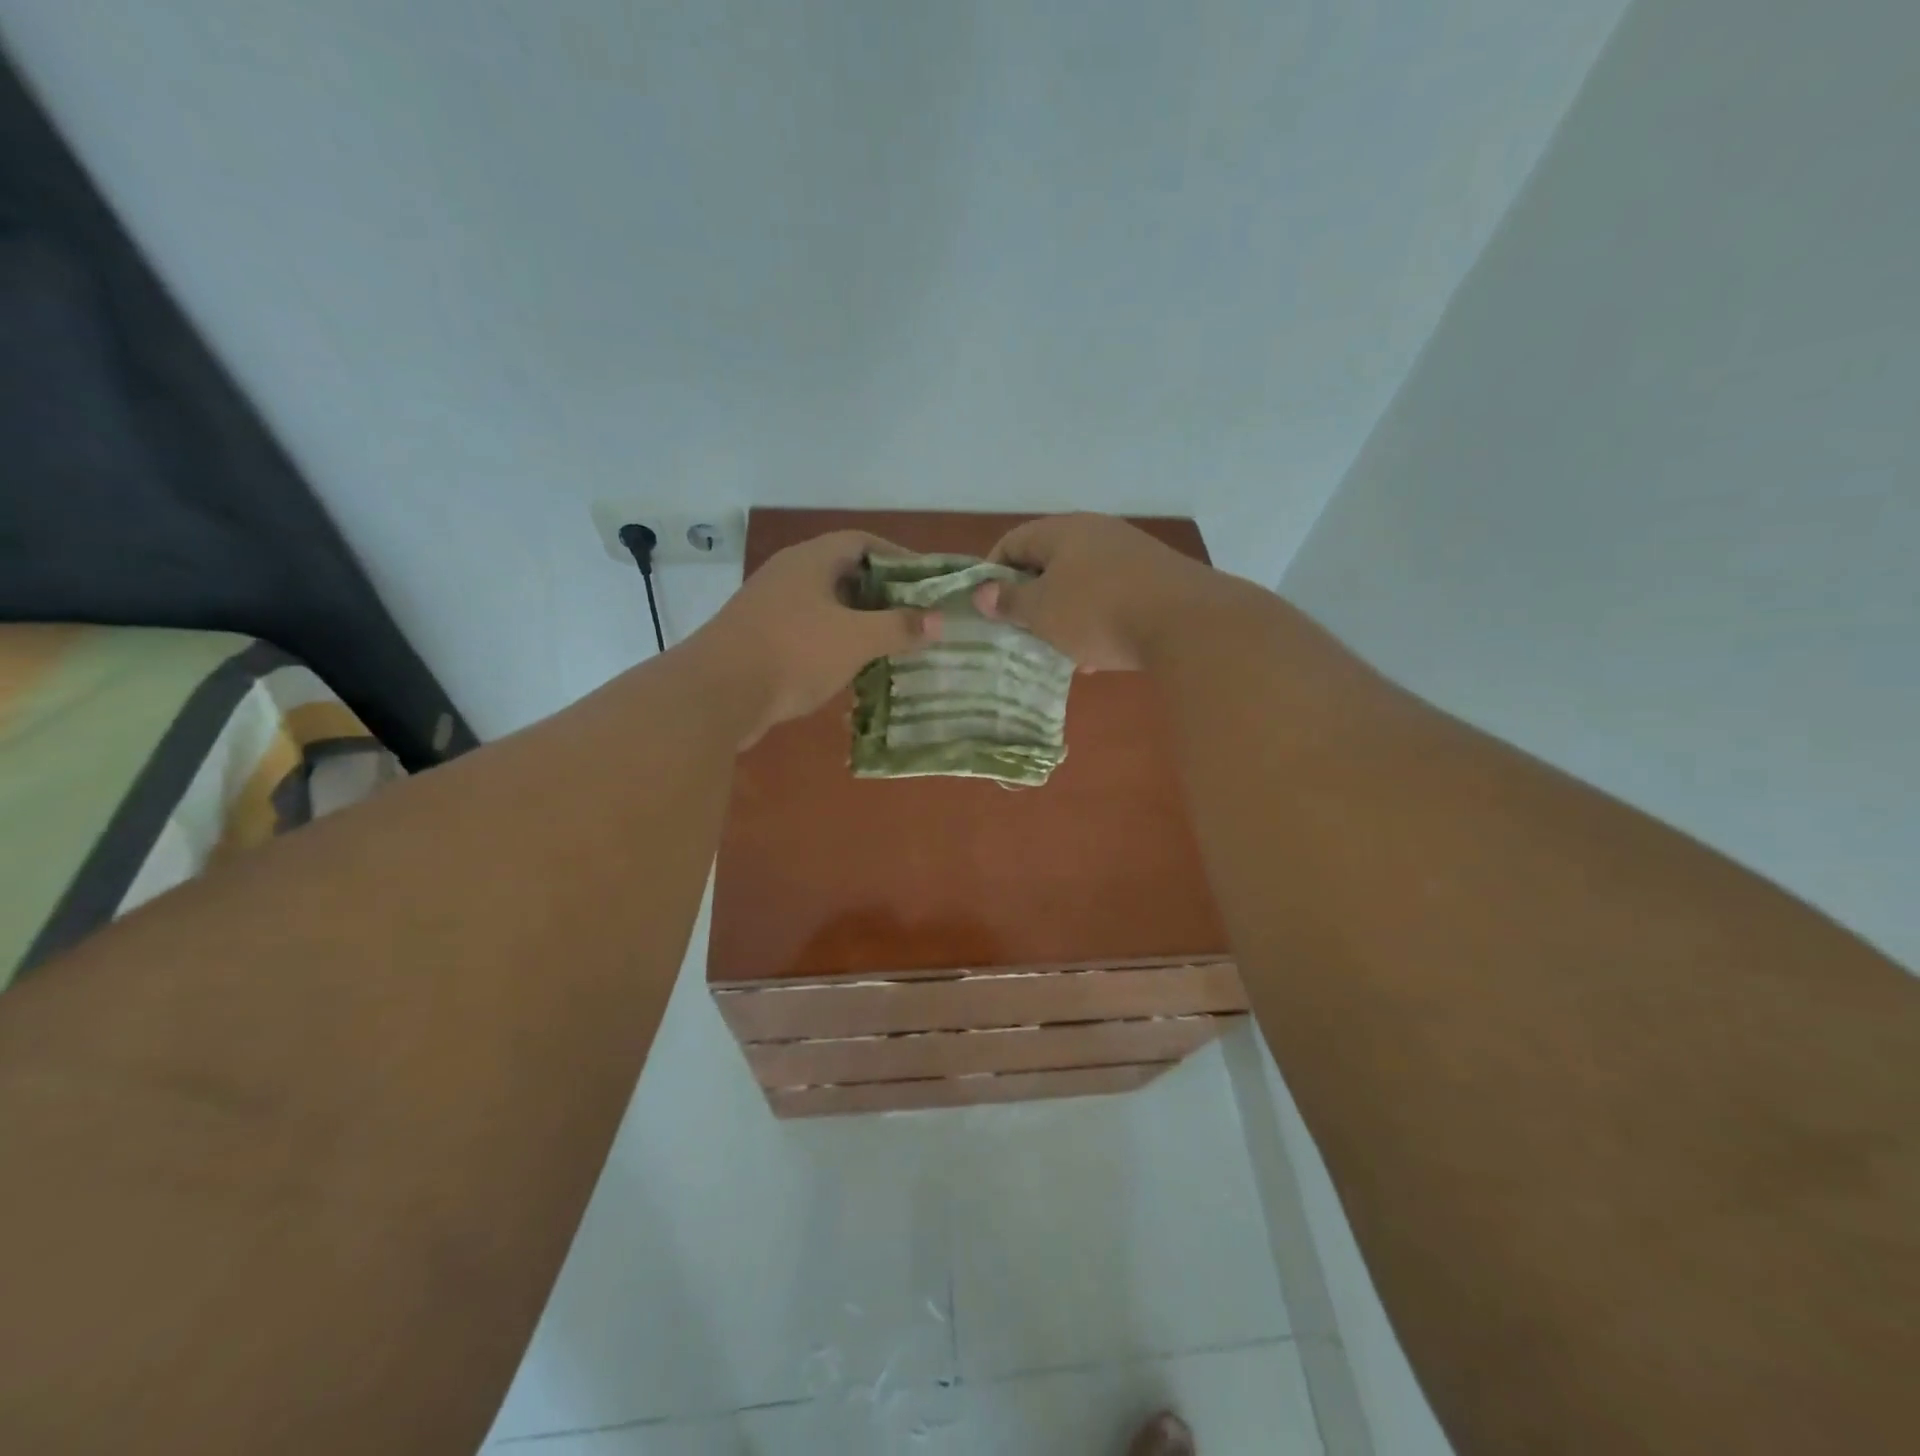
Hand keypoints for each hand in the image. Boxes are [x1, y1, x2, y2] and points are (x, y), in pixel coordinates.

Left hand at [687, 531, 939, 746]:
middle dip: (882, 593)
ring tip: (891, 642)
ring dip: (858, 621)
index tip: (926, 581)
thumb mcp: (855, 639)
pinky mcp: (760, 638)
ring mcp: (770, 607)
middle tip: (914, 615)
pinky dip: (834, 642)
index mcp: (810, 560)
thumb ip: (899, 627)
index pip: (862, 542)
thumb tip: (938, 621)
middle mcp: (788, 575)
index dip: (898, 557)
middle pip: (844, 573)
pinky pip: (808, 631)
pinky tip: (852, 666)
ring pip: (826, 605)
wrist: (717, 694)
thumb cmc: (793, 653)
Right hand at [972, 514, 1220, 670]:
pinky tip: (1095, 657)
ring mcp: (1131, 554)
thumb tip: (982, 592)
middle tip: (1020, 630)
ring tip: (1056, 650)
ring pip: (1082, 583)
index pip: (1013, 541)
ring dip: (1064, 615)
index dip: (992, 572)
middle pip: (1049, 562)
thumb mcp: (1042, 611)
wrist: (1187, 623)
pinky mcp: (1156, 580)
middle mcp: (1097, 533)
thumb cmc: (1098, 612)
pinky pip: (1112, 598)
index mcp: (1064, 531)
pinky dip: (1096, 622)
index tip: (986, 607)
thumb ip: (1009, 601)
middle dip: (1031, 598)